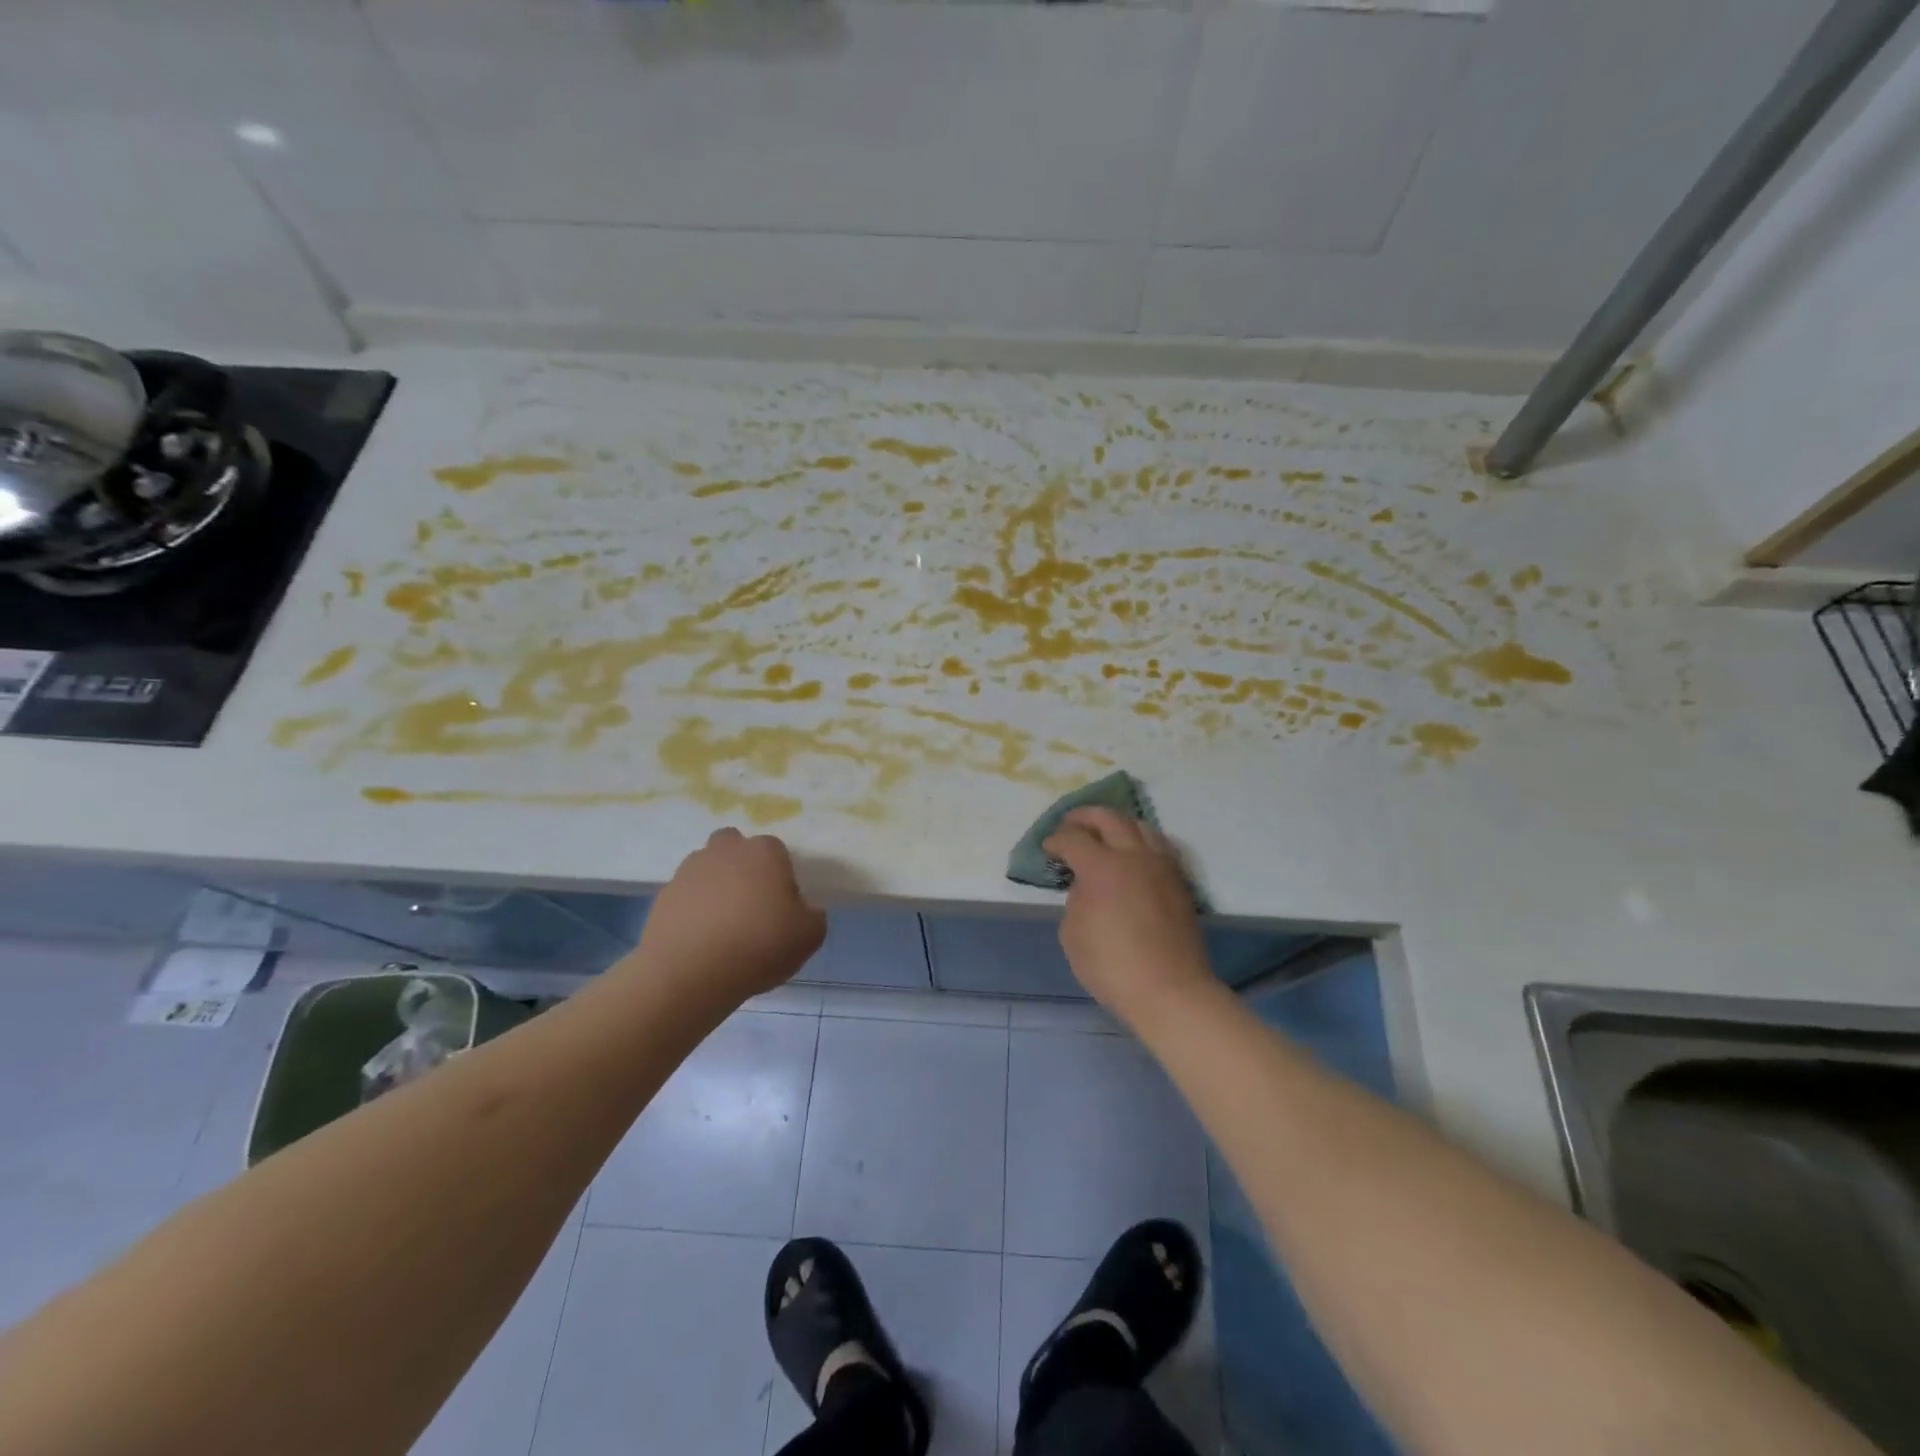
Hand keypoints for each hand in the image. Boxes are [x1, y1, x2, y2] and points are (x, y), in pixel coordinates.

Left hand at [633, 828, 826, 1005]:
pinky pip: (685, 896)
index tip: (781, 908)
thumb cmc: (759, 945)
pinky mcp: (663, 895)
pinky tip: (699, 940)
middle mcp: (725, 851)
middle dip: (741, 866)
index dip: (781, 878)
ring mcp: (689, 870)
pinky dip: (692, 910)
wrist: (689, 972)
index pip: (778, 852)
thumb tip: (804, 909)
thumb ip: (813, 915)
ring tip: (721, 925)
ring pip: (707, 868)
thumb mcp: (809, 936)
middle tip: (750, 904)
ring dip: (715, 886)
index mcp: (764, 852)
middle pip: (735, 846)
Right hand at [1043, 807, 1212, 1023]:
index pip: (1073, 838)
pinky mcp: (1179, 881)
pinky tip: (1133, 854)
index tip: (1048, 849)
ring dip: (1117, 824)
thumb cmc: (1112, 966)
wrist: (1170, 990)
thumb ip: (1076, 899)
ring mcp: (1161, 866)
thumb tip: (1087, 886)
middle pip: (1108, 818)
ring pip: (1140, 825)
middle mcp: (1134, 855)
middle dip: (1084, 817)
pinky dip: (1141, 841)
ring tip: (1105, 834)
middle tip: (1070, 824)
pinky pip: (1159, 846)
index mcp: (1102, 866)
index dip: (1055, 840)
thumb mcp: (1072, 933)